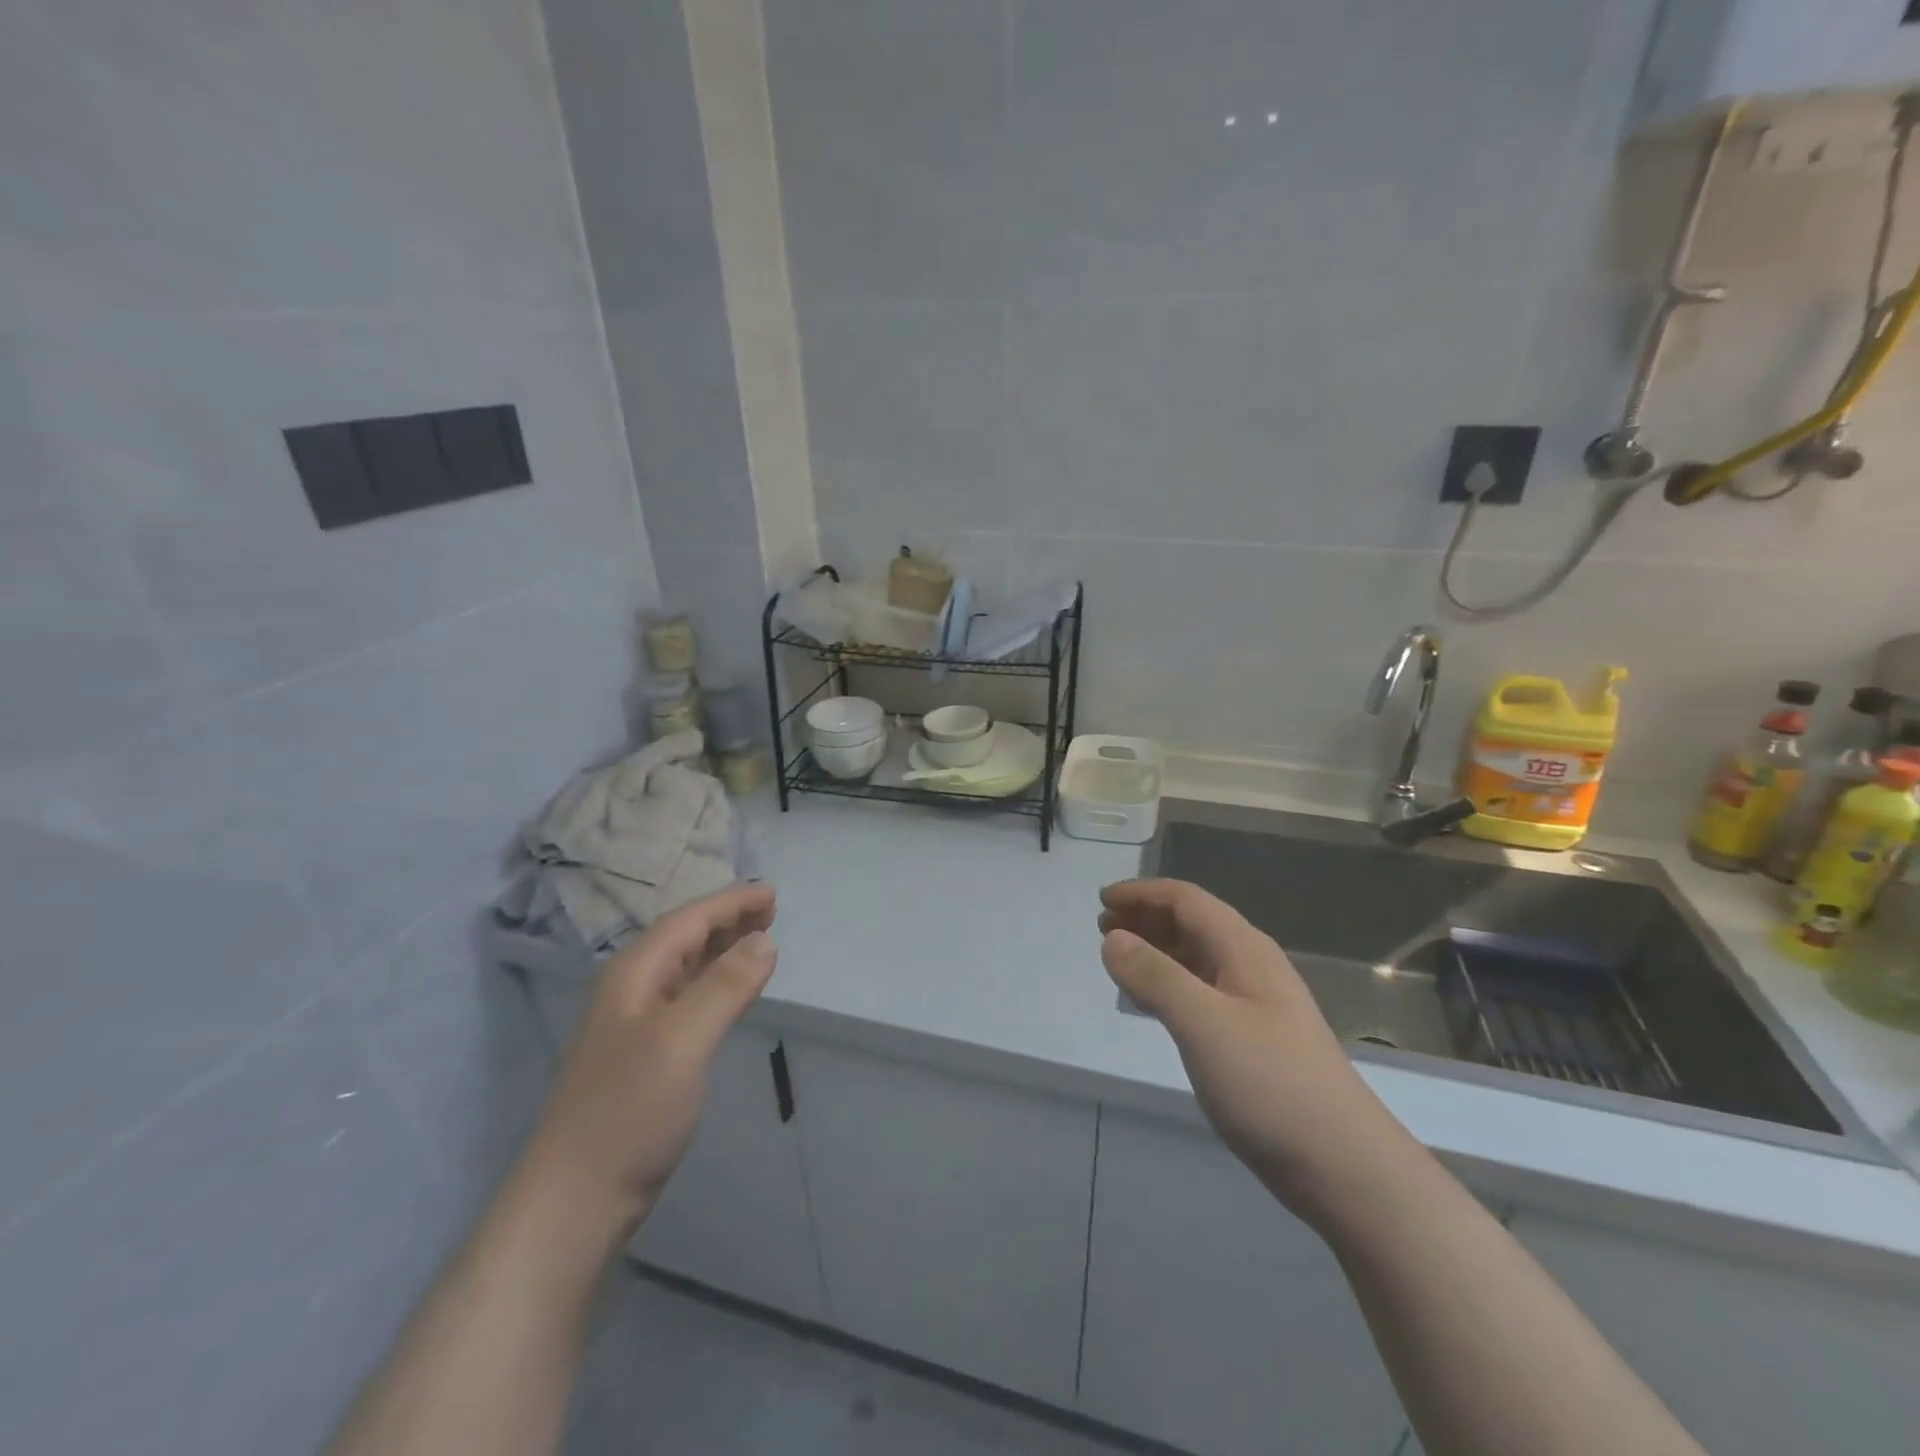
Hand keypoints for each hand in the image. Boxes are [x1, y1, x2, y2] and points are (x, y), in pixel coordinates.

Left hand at [517, 883, 777, 1237]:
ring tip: (759, 938)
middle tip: (771, 910)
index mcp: (635, 975)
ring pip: (686, 967)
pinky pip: (688, 998)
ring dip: (722, 947)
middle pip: (685, 938)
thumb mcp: (683, 1040)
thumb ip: (726, 986)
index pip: (689, 921)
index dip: (731, 902)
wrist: (576, 1200)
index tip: (772, 893)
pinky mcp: (647, 1056)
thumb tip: (766, 939)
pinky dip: (716, 982)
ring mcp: (637, 1025)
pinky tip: (731, 992)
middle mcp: (633, 990)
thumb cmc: (630, 1111)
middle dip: (727, 919)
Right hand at [1099, 879, 1404, 1224]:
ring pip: (1196, 957)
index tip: (1101, 901)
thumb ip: (1155, 977)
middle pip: (1192, 922)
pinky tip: (1151, 1004)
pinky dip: (1169, 984)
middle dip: (1146, 918)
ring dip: (1155, 950)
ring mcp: (1255, 1003)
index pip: (1187, 899)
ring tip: (1117, 962)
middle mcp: (1251, 966)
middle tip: (1102, 930)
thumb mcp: (1204, 1024)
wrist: (1343, 1165)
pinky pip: (1201, 991)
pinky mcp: (1252, 1038)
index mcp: (1244, 949)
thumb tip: (1112, 938)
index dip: (1142, 893)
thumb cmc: (1271, 1084)